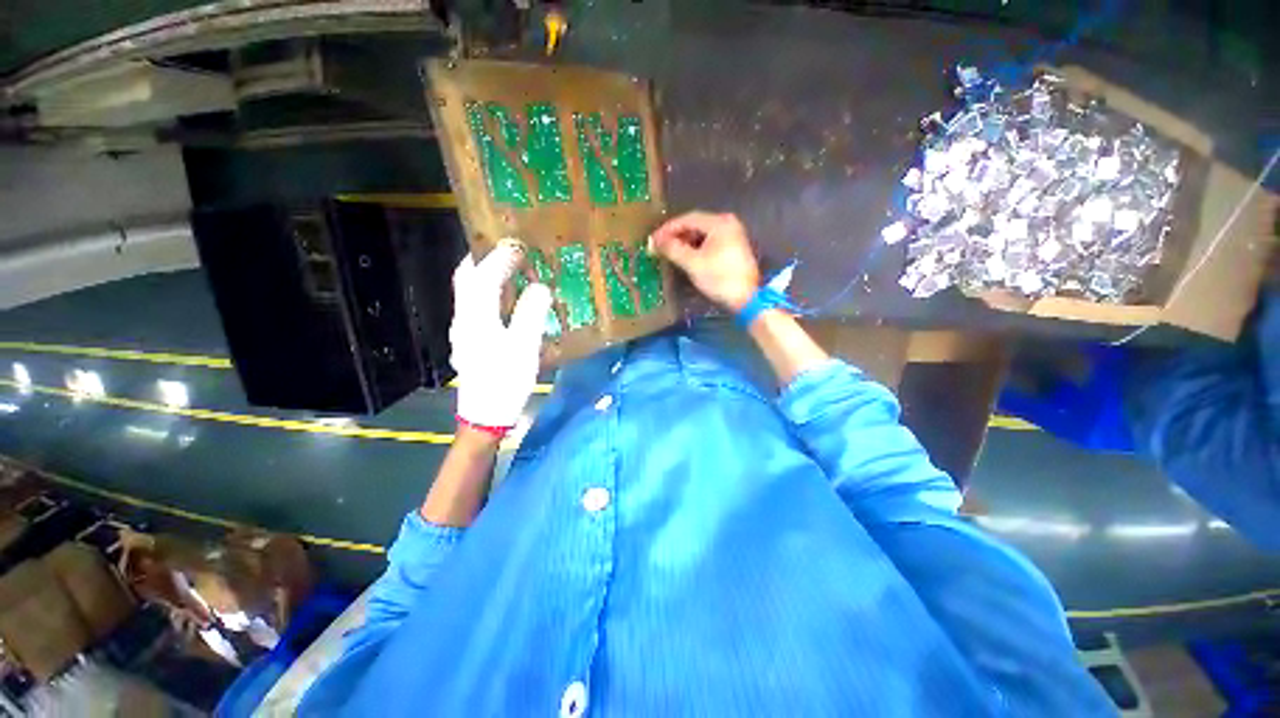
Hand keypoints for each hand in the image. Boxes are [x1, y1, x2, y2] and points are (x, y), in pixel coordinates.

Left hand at [450, 240, 552, 428]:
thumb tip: (540, 287)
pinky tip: (505, 300)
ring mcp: (464, 331)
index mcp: (476, 318)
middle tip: (505, 249)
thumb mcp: (524, 347)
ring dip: (485, 276)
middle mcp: (464, 319)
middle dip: (482, 259)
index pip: (483, 277)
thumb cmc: (506, 381)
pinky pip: (476, 307)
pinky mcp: (470, 342)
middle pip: (466, 280)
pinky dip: (488, 294)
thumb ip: (531, 313)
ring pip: (469, 293)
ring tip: (508, 269)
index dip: (499, 257)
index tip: (517, 243)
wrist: (485, 415)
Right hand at [649, 211, 760, 311]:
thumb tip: (656, 241)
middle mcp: (728, 223)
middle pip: (695, 224)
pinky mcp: (734, 247)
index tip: (653, 239)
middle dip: (676, 235)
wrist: (747, 298)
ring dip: (685, 241)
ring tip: (670, 252)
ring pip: (702, 233)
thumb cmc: (720, 278)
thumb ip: (673, 249)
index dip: (668, 228)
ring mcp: (733, 234)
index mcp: (719, 223)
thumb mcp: (693, 263)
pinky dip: (696, 247)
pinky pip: (710, 241)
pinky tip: (686, 256)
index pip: (687, 219)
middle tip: (660, 246)